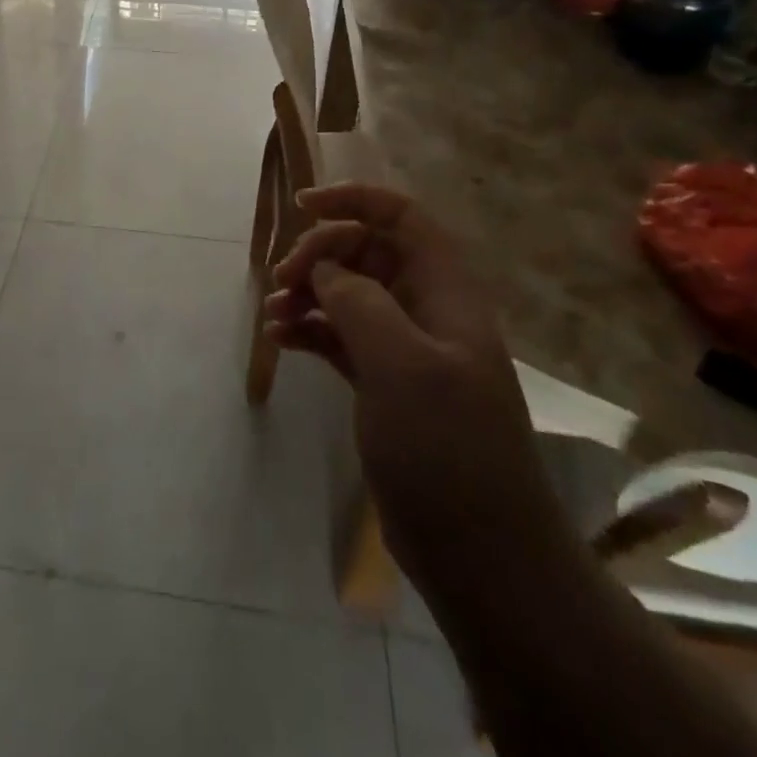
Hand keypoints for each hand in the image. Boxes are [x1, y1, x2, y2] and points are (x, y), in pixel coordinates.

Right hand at [264, 183, 561, 576]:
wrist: (483, 556)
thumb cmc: (448, 449)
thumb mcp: (402, 365)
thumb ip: (360, 302)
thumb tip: (326, 270)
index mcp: (445, 293)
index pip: (401, 218)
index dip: (354, 200)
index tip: (301, 206)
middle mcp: (426, 311)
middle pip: (367, 253)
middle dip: (320, 254)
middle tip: (281, 280)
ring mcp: (406, 350)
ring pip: (350, 295)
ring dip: (309, 293)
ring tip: (273, 313)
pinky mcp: (385, 385)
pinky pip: (341, 338)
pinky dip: (311, 331)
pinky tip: (280, 340)